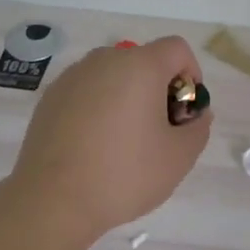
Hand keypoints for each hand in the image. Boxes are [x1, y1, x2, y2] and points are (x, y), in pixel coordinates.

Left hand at [6, 36, 211, 240]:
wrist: (52, 200)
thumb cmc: (124, 174)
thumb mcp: (179, 157)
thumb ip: (199, 128)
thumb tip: (196, 114)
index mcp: (140, 66)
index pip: (177, 49)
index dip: (190, 75)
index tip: (183, 112)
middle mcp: (104, 60)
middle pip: (144, 60)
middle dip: (158, 89)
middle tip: (157, 131)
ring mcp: (73, 77)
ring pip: (113, 76)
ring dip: (127, 97)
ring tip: (123, 141)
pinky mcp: (50, 97)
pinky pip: (87, 91)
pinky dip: (98, 107)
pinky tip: (93, 146)